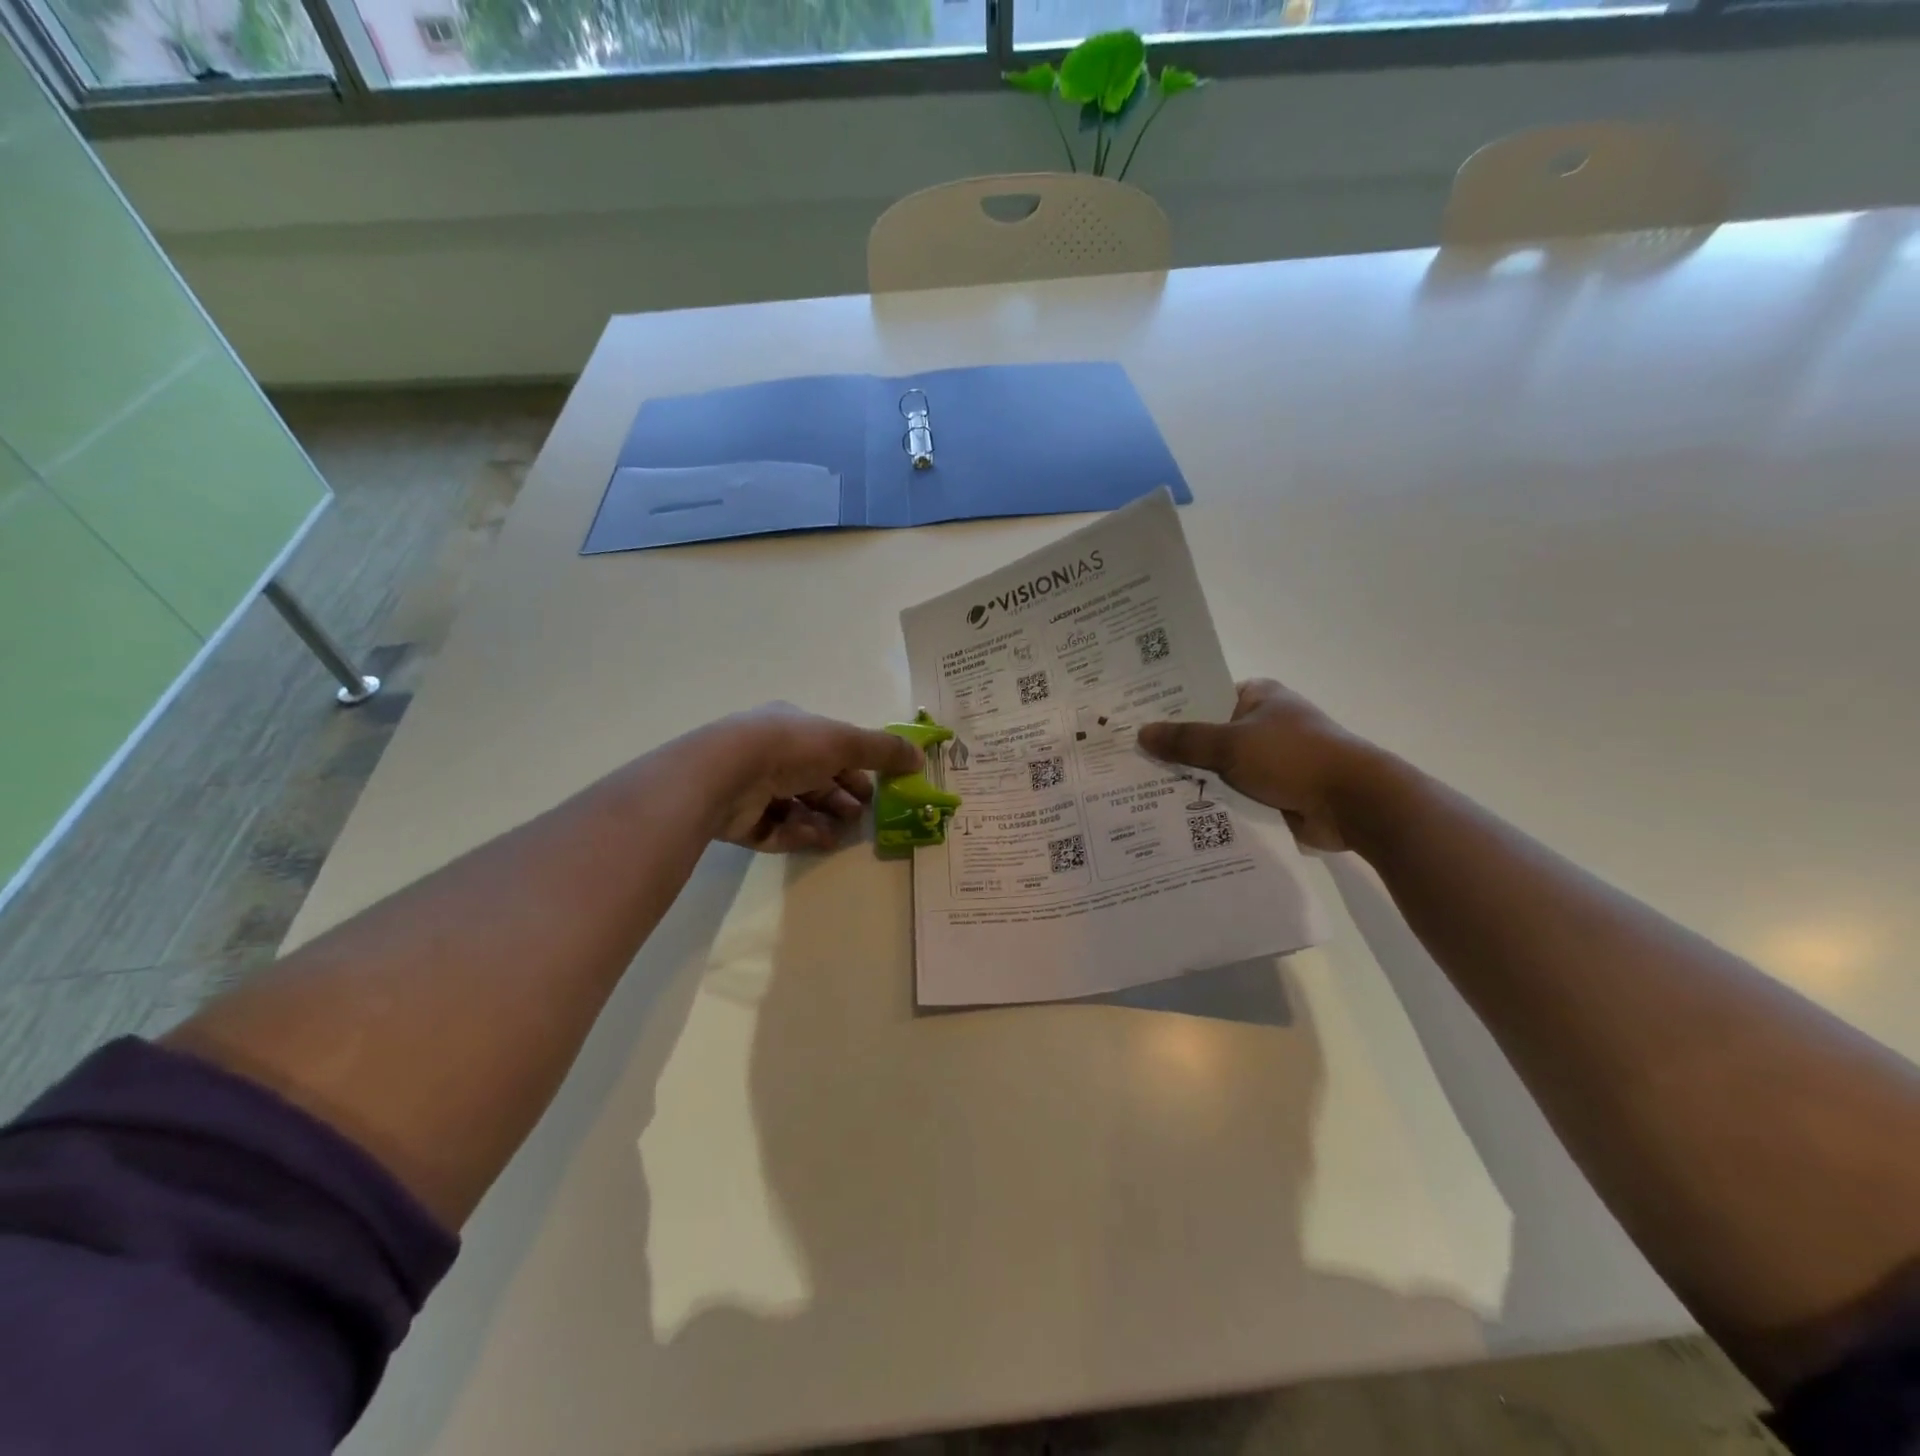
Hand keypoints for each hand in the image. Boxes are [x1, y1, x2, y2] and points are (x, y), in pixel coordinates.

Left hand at [698, 703, 922, 853]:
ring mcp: (749, 785)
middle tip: (861, 815)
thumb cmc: (790, 747)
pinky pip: (775, 828)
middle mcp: (769, 752)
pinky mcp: (738, 818)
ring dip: (822, 818)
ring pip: (795, 806)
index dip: (855, 767)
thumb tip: (920, 757)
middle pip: (813, 778)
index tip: (876, 789)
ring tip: (841, 834)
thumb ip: (884, 749)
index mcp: (791, 726)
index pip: (829, 747)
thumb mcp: (846, 741)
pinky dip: (798, 833)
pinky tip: (817, 840)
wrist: (726, 773)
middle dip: (840, 797)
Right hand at [1137, 679, 1386, 851]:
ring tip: (1141, 790)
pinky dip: (1212, 802)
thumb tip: (1141, 733)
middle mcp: (1262, 723)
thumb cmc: (1293, 757)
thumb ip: (1185, 740)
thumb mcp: (1231, 743)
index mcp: (1257, 696)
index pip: (1204, 695)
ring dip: (1193, 779)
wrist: (1353, 803)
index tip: (1134, 721)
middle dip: (1176, 749)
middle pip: (1208, 734)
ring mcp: (1269, 759)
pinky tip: (1175, 813)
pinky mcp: (1274, 790)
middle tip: (1129, 760)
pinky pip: (1233, 793)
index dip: (1170, 708)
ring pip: (1218, 767)